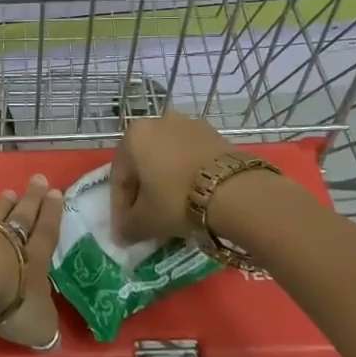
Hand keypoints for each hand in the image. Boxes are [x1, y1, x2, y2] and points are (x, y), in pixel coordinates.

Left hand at [0, 174, 61, 349]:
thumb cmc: (10, 302)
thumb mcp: (38, 324)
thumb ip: (44, 326)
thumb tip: (51, 336)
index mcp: (33, 258)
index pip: (47, 232)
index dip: (52, 214)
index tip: (56, 192)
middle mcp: (6, 238)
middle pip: (22, 215)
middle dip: (32, 199)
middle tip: (37, 179)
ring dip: (1, 203)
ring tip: (8, 192)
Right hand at [111, 112, 232, 242]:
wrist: (235, 191)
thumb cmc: (176, 200)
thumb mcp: (145, 221)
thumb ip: (127, 227)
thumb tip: (122, 235)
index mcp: (134, 135)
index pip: (119, 176)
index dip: (120, 207)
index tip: (126, 230)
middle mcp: (158, 121)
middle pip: (144, 164)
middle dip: (144, 192)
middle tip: (148, 220)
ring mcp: (189, 125)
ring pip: (168, 159)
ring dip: (166, 183)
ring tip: (173, 211)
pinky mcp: (216, 134)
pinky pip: (191, 158)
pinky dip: (187, 177)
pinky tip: (194, 199)